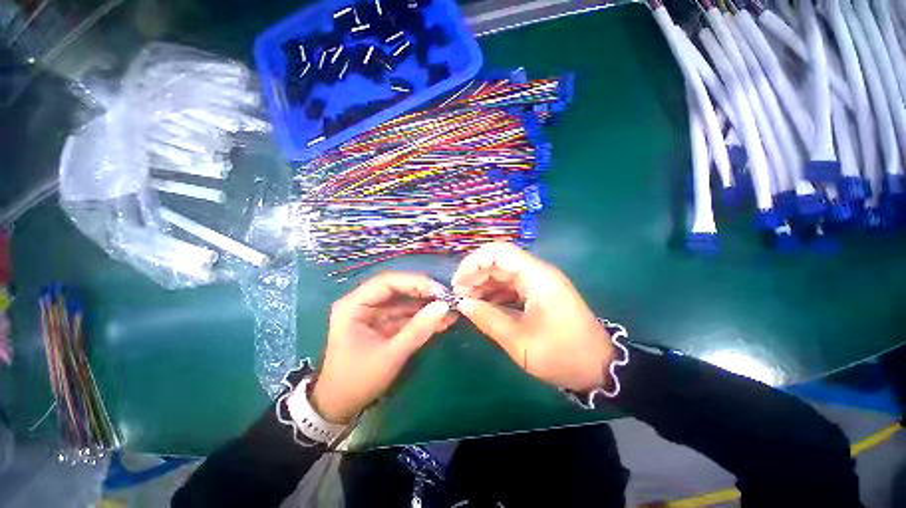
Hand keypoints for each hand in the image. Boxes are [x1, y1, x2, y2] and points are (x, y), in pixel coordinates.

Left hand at [306, 272, 455, 422]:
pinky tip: (442, 320)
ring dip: (426, 305)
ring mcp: (373, 314)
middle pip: (397, 288)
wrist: (340, 407)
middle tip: (448, 298)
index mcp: (353, 305)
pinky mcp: (382, 324)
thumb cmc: (358, 381)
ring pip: (404, 301)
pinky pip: (405, 315)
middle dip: (423, 292)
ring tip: (451, 308)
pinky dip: (422, 318)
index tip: (439, 290)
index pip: (387, 282)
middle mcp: (362, 303)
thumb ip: (417, 330)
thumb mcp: (390, 356)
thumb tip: (444, 306)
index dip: (414, 282)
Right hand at [452, 242, 613, 391]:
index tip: (458, 283)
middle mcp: (537, 273)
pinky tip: (483, 307)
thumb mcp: (518, 340)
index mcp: (536, 277)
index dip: (474, 263)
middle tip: (460, 296)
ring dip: (483, 285)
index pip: (499, 252)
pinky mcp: (538, 294)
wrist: (598, 369)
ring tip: (468, 303)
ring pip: (503, 274)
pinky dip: (495, 294)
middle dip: (475, 275)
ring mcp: (538, 283)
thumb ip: (487, 319)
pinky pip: (511, 287)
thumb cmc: (561, 354)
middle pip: (499, 261)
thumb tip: (462, 304)